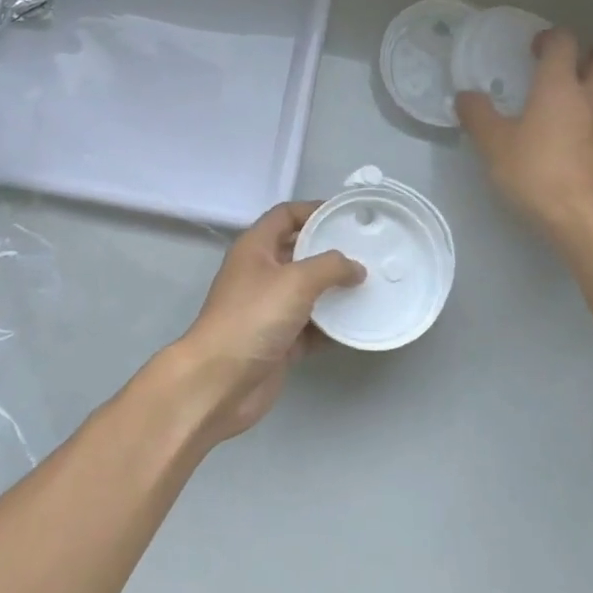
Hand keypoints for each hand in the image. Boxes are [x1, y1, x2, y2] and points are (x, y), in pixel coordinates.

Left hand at [167, 202, 364, 442]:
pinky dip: (332, 326)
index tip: (347, 214)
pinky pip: (312, 327)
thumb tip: (356, 268)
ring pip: (308, 292)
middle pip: (299, 253)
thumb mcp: (295, 281)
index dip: (314, 210)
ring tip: (371, 285)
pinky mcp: (279, 342)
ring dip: (335, 290)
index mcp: (256, 248)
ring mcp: (269, 309)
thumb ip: (330, 267)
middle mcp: (261, 274)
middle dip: (331, 251)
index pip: (286, 215)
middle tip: (368, 251)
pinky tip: (359, 323)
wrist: (220, 382)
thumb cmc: (253, 318)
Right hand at [456, 26, 592, 243]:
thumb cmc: (536, 173)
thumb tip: (464, 95)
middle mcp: (590, 96)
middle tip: (563, 65)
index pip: (562, 42)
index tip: (534, 48)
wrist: (588, 218)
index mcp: (558, 85)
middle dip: (582, 55)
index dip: (549, 37)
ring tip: (580, 94)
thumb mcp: (493, 144)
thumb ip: (477, 115)